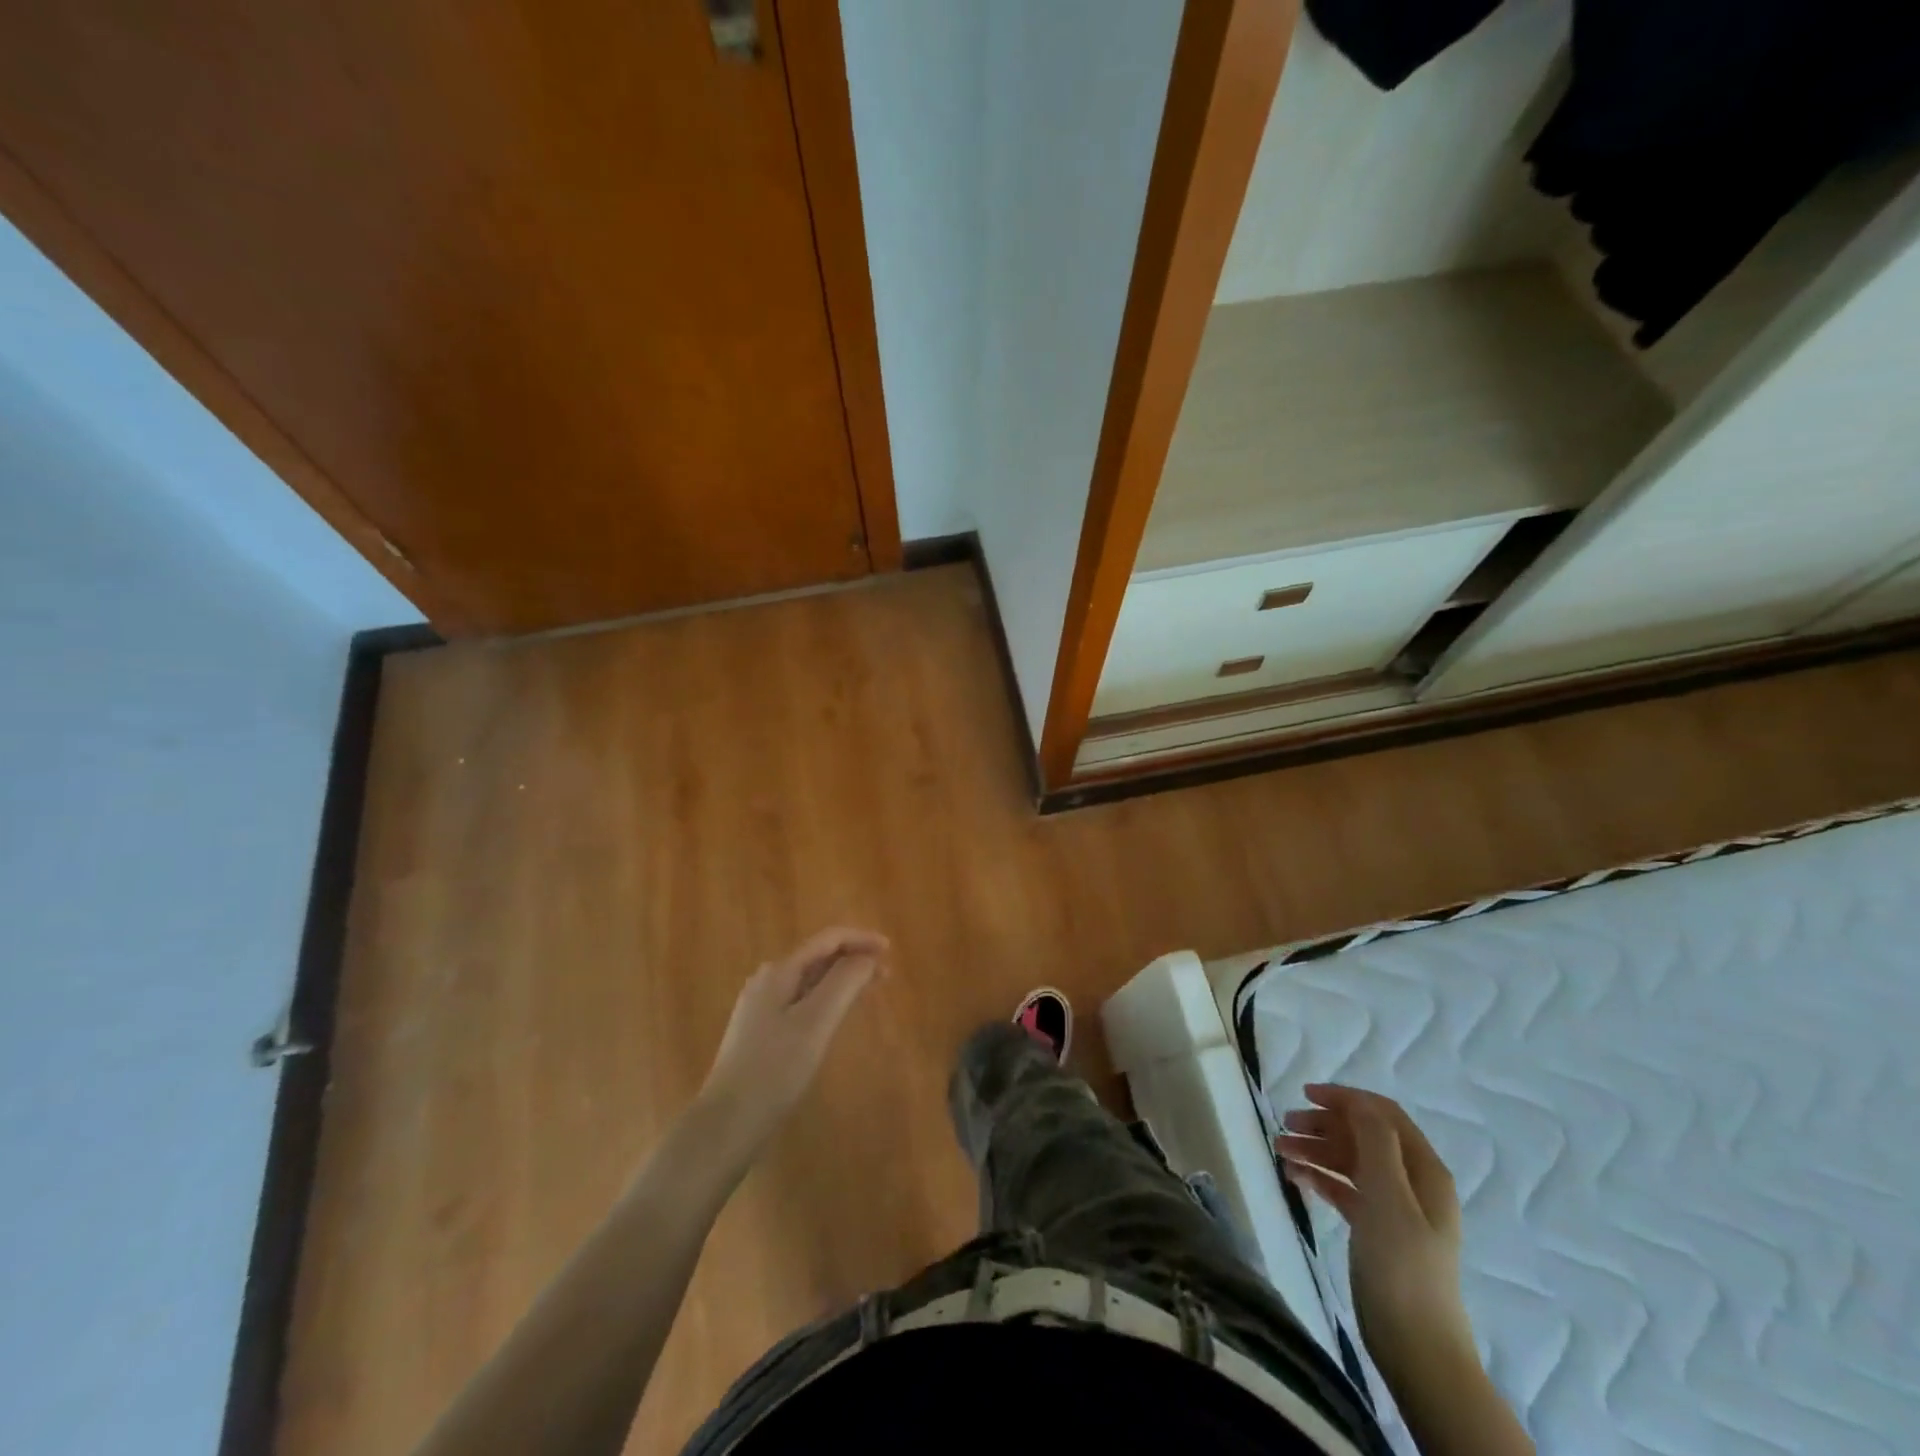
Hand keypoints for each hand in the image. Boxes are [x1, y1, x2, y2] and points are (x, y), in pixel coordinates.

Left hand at [697, 927, 888, 1153]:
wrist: (726, 1123)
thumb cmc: (775, 1070)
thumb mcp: (815, 1022)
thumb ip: (843, 983)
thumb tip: (867, 957)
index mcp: (779, 972)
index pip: (827, 940)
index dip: (860, 939)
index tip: (890, 950)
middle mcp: (768, 981)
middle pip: (818, 957)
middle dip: (853, 959)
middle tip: (886, 974)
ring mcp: (761, 1008)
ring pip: (810, 980)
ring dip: (842, 979)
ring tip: (869, 990)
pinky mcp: (761, 1033)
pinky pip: (802, 1001)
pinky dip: (827, 999)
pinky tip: (837, 1016)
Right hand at [1275, 1085, 1473, 1384]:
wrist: (1417, 1348)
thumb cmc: (1402, 1265)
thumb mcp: (1388, 1195)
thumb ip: (1375, 1142)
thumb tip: (1357, 1103)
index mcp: (1424, 1170)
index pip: (1383, 1114)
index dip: (1346, 1099)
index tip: (1304, 1095)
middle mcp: (1412, 1182)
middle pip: (1363, 1136)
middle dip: (1323, 1125)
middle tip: (1285, 1126)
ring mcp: (1394, 1208)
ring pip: (1350, 1162)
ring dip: (1316, 1150)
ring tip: (1280, 1151)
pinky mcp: (1376, 1231)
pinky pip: (1344, 1190)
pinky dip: (1320, 1178)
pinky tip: (1295, 1178)